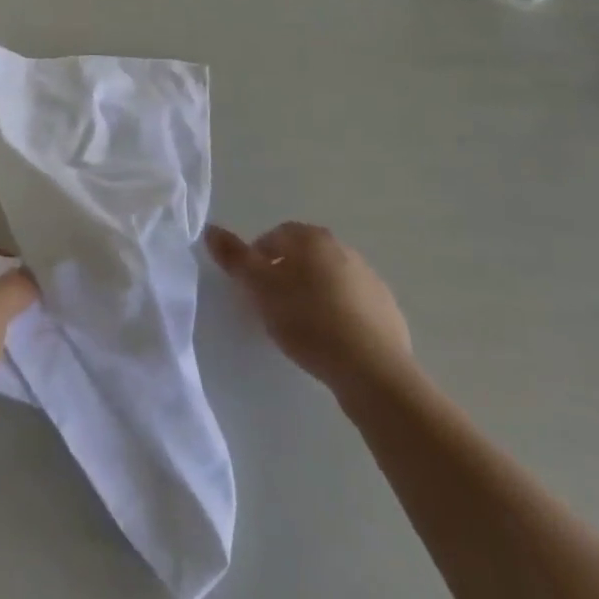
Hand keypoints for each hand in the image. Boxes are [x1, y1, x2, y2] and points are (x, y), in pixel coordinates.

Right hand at [206, 221, 413, 396]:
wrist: (371, 369)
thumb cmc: (307, 319)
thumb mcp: (260, 288)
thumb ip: (235, 258)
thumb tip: (211, 229)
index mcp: (313, 238)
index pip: (276, 235)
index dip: (258, 257)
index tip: (249, 286)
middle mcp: (344, 250)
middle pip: (305, 256)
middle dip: (286, 274)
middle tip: (271, 305)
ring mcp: (370, 280)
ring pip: (330, 281)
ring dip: (313, 295)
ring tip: (300, 328)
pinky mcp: (388, 312)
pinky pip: (353, 307)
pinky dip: (339, 316)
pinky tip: (330, 343)